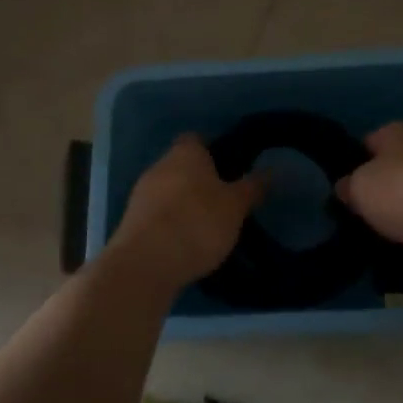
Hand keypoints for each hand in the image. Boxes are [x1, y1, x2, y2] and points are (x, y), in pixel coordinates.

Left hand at [109, 134, 262, 287]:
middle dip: (200, 180)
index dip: (214, 150)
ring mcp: (141, 193)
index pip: (197, 139)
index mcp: (185, 153)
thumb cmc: (197, 222)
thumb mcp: (235, 206)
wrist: (146, 263)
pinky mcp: (131, 221)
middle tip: (224, 201)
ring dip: (184, 203)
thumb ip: (252, 187)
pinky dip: (170, 223)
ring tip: (207, 226)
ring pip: (168, 190)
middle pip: (182, 165)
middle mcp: (159, 165)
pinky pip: (157, 214)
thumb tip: (271, 170)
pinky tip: (185, 243)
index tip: (231, 169)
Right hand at [335, 122, 402, 279]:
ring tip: (385, 234)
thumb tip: (346, 188)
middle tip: (363, 214)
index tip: (346, 190)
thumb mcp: (359, 187)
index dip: (354, 165)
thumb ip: (348, 186)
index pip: (367, 143)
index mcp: (397, 131)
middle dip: (381, 189)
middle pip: (393, 168)